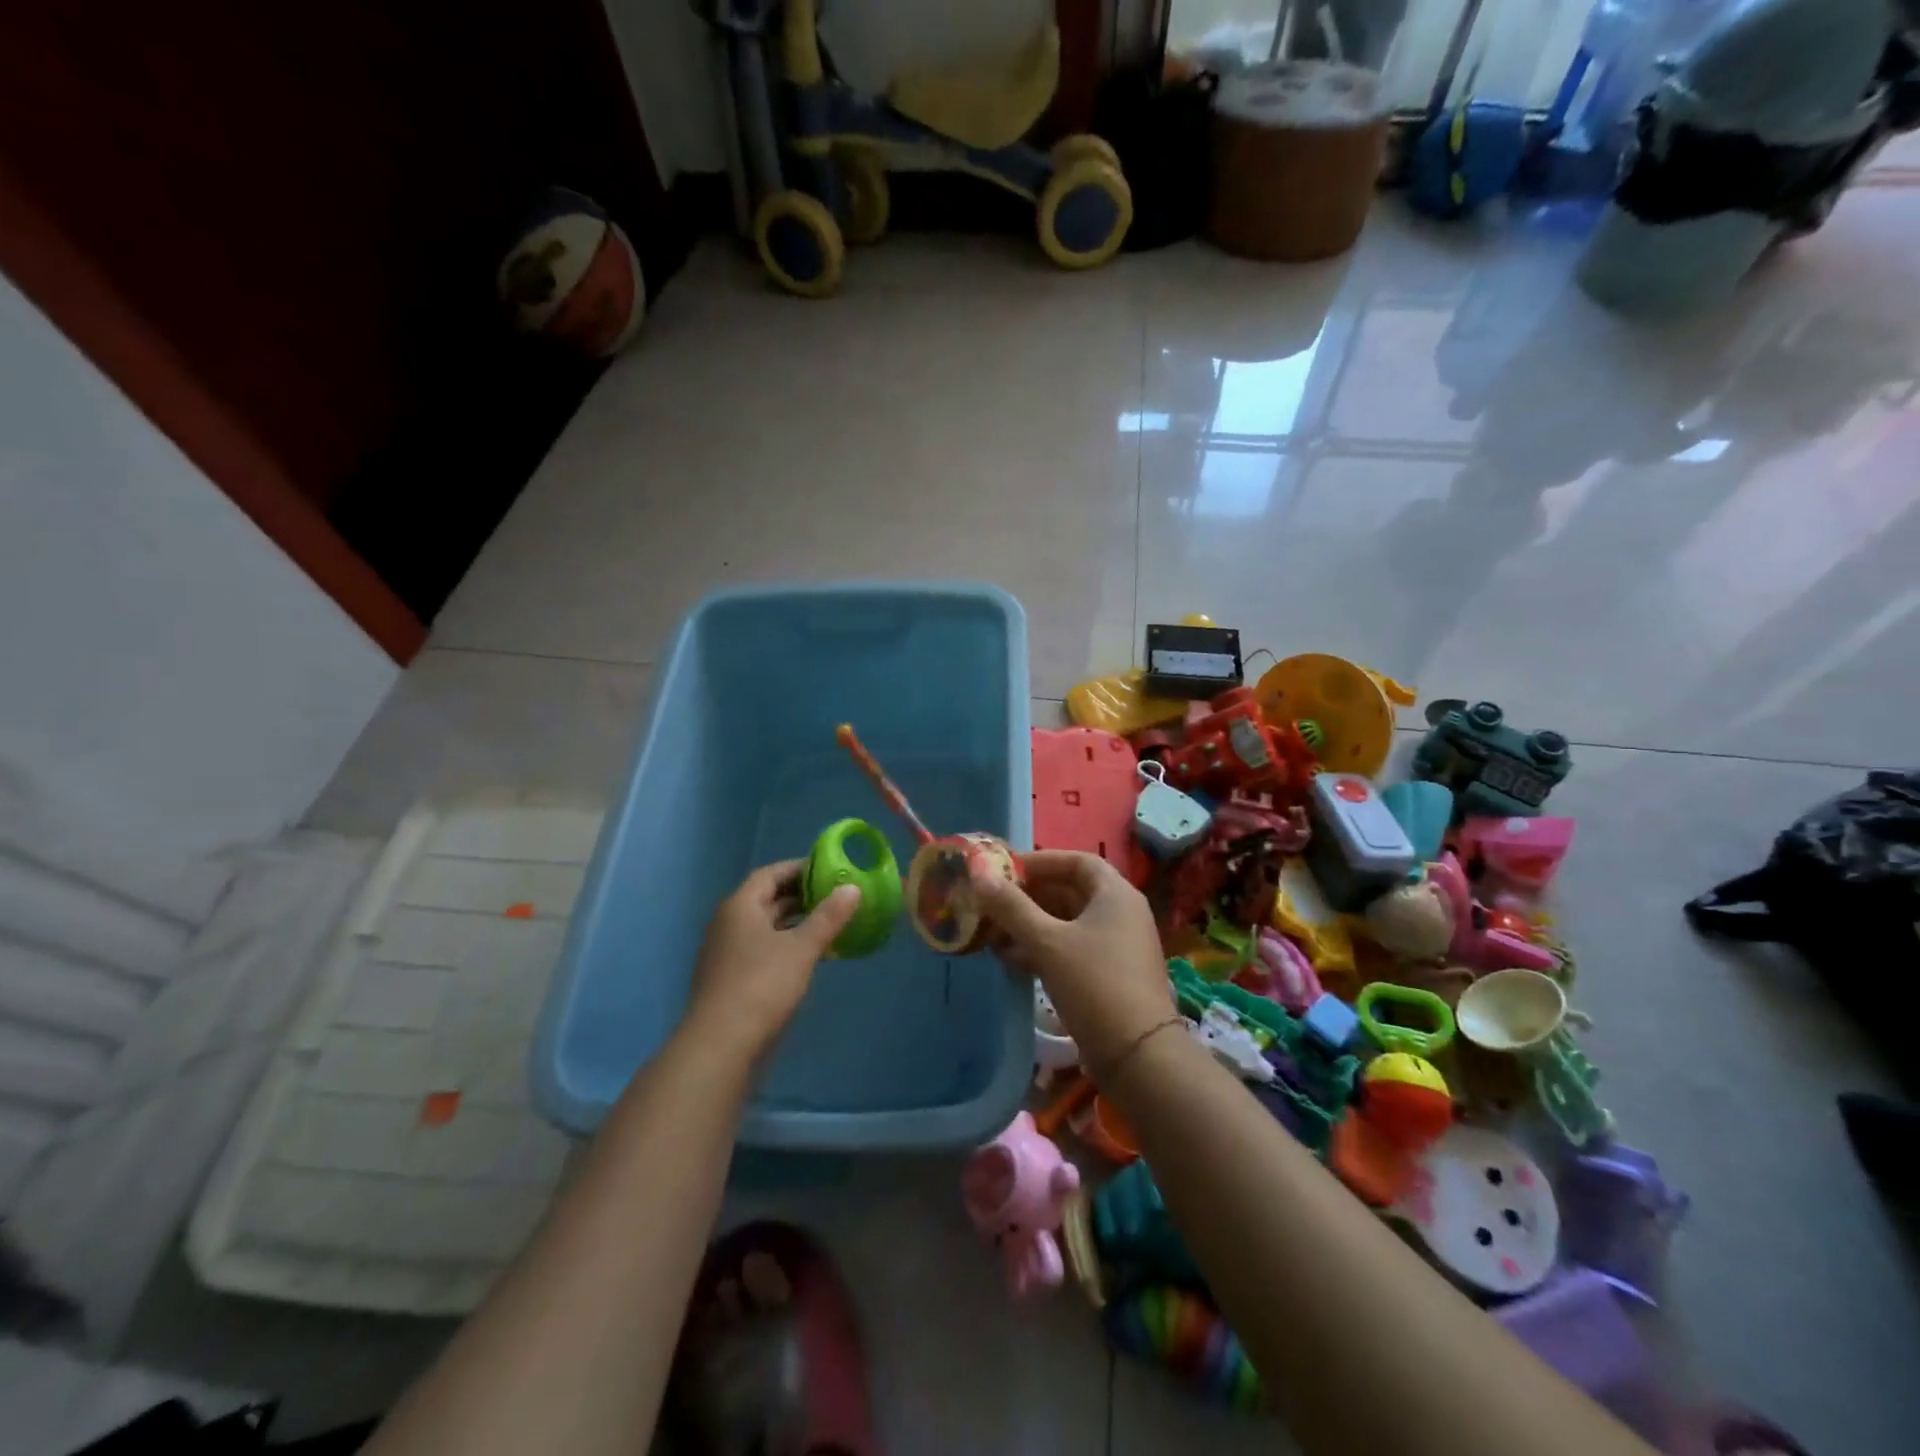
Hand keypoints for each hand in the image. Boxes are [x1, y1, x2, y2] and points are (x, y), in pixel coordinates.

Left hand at [685, 861, 860, 1059]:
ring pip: (766, 927)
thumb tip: (852, 888)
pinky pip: (763, 950)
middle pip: (767, 899)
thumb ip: (828, 916)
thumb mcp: (802, 948)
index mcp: (740, 906)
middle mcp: (729, 923)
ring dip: (796, 923)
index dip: (799, 868)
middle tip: (836, 896)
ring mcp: (727, 953)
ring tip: (831, 924)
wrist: (720, 1046)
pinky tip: (812, 957)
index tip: (829, 869)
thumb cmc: (762, 985)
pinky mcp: (732, 979)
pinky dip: (787, 945)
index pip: (770, 874)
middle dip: (801, 896)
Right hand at [971, 850, 1173, 1071]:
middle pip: (1071, 891)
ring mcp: (1118, 946)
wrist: (1138, 1056)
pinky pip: (1072, 949)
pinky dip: (1043, 948)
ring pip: (1068, 923)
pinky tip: (1011, 959)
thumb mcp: (1046, 942)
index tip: (1006, 870)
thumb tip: (978, 871)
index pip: (1077, 861)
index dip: (1041, 861)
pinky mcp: (1110, 975)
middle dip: (1030, 895)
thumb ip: (1011, 906)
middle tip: (992, 901)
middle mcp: (1121, 913)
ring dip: (1032, 924)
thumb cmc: (1094, 984)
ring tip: (992, 932)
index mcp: (1115, 894)